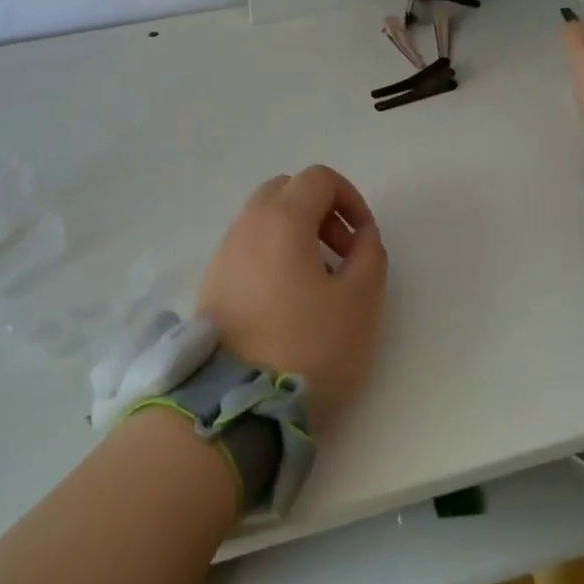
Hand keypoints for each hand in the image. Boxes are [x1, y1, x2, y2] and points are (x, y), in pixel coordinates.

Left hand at [195, 165, 388, 435]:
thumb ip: (370, 256)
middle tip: (341, 254)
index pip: (319, 178)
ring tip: (318, 282)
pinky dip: (273, 254)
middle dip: (321, 211)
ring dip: (297, 233)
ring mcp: (225, 252)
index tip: (365, 239)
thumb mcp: (360, 302)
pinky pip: (249, 247)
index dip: (351, 198)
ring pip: (265, 218)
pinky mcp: (213, 281)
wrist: (234, 405)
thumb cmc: (306, 347)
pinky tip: (287, 300)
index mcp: (283, 219)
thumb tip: (362, 236)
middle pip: (287, 191)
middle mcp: (248, 224)